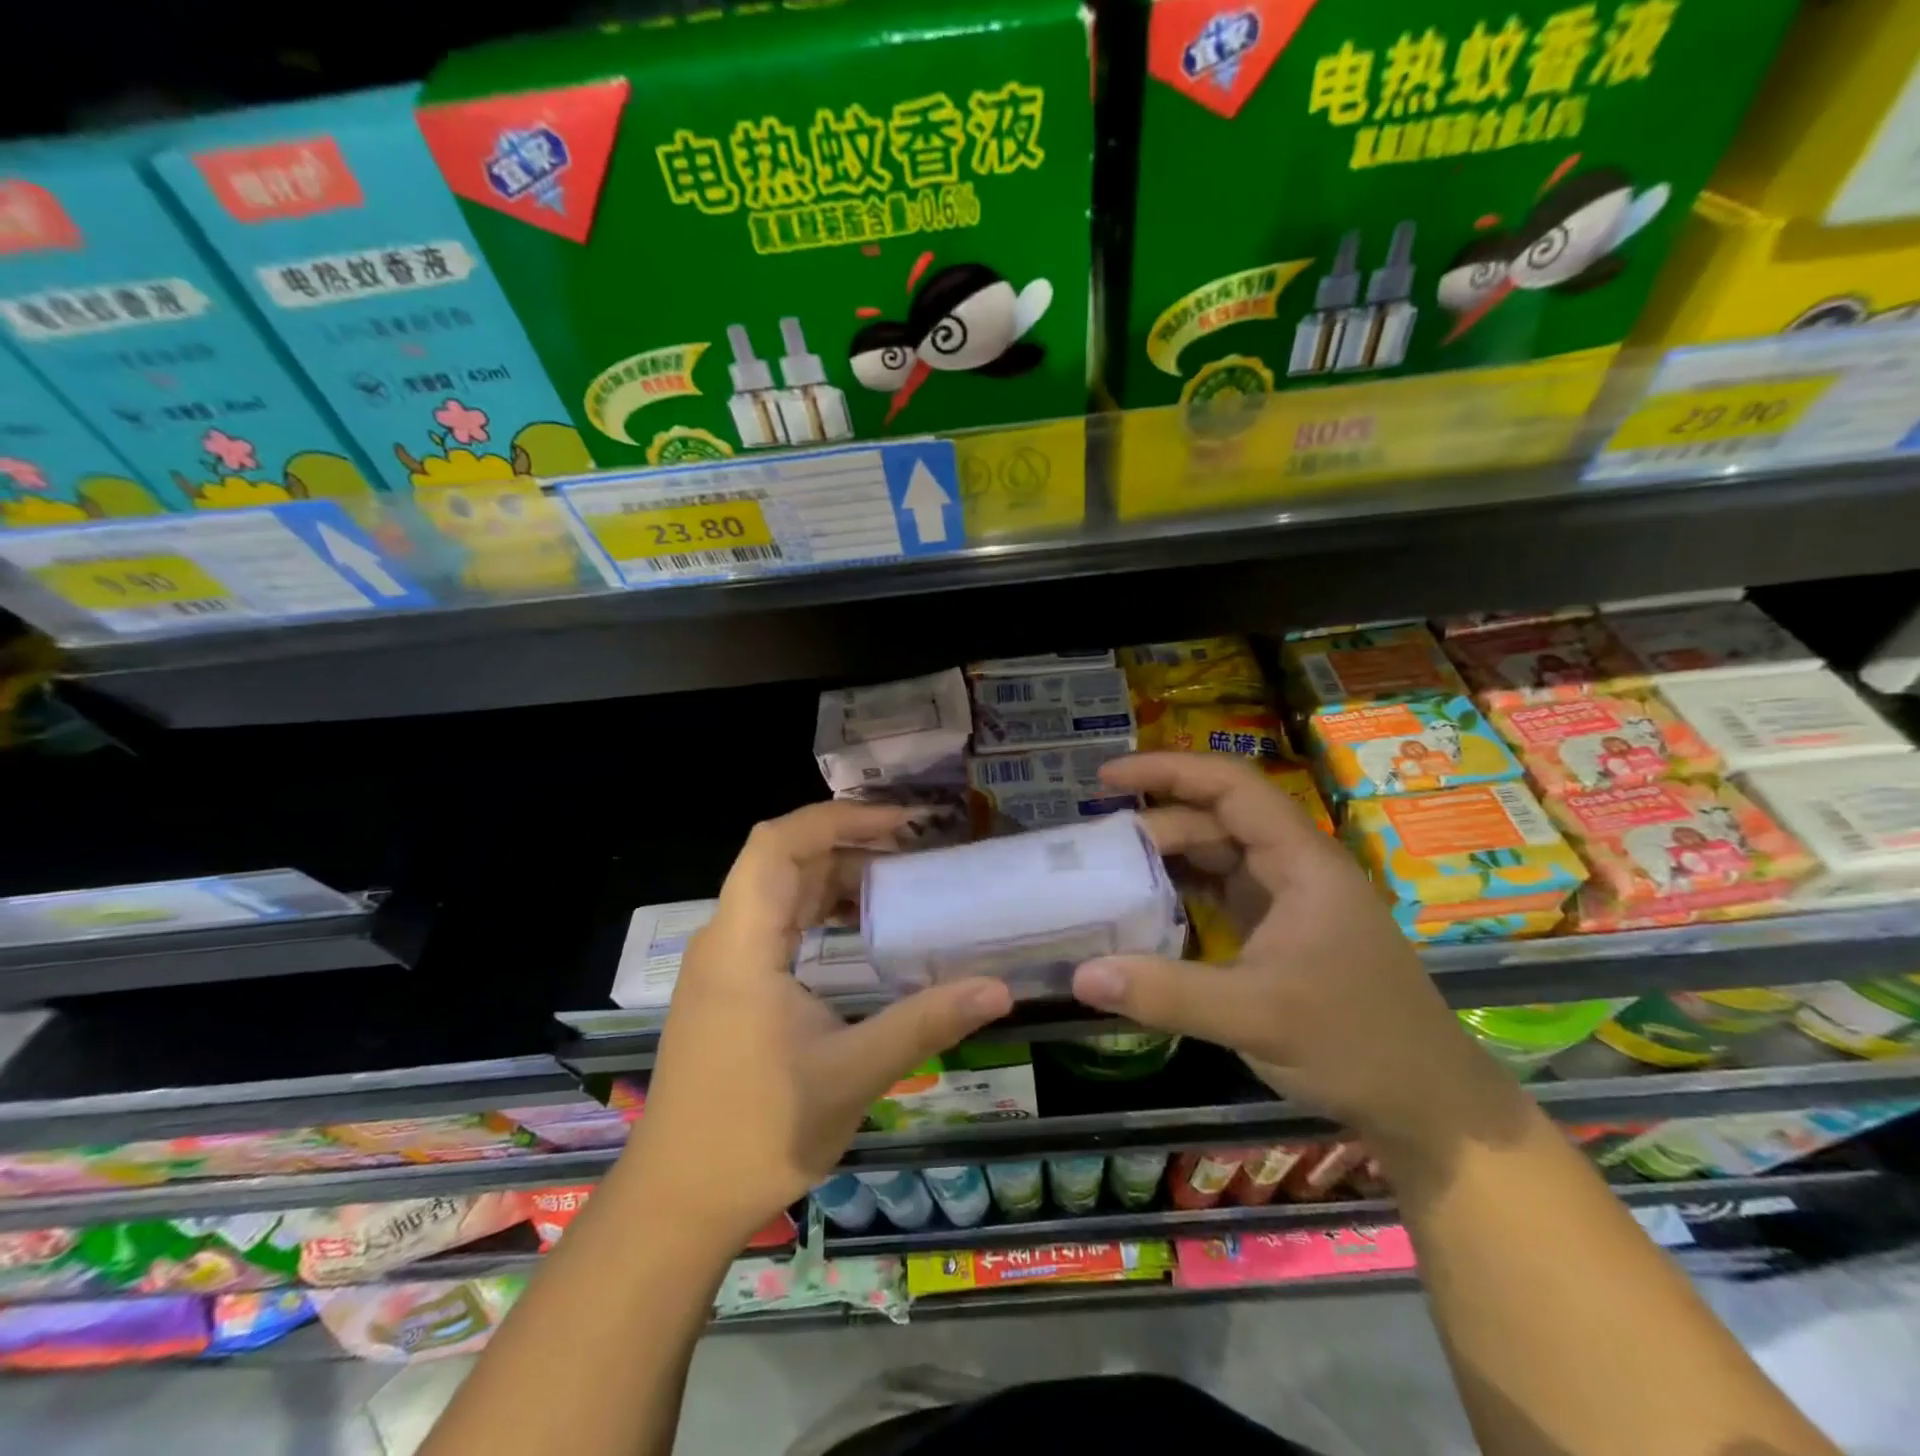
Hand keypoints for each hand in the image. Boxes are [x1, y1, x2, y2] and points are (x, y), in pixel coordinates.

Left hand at [623, 801, 1012, 1246]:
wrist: (678, 1202)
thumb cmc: (757, 1133)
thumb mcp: (852, 1074)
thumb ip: (925, 1023)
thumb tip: (999, 989)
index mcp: (742, 944)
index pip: (777, 844)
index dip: (838, 818)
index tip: (900, 823)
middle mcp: (725, 939)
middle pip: (783, 860)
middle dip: (849, 841)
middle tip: (916, 847)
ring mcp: (724, 963)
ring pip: (781, 890)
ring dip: (836, 876)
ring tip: (901, 879)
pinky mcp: (730, 986)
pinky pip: (778, 924)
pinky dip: (822, 911)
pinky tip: (863, 929)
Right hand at [1071, 753, 1515, 1150]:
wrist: (1428, 1106)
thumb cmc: (1355, 1044)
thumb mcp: (1255, 1016)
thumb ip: (1166, 993)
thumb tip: (1080, 976)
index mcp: (1301, 862)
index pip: (1231, 788)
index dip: (1168, 771)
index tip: (1107, 778)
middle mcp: (1293, 868)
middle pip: (1215, 822)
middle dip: (1154, 828)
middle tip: (1094, 852)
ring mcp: (1287, 901)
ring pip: (1215, 858)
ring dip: (1164, 862)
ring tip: (1107, 876)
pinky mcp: (1277, 932)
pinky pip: (1218, 895)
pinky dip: (1179, 896)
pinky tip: (1144, 913)